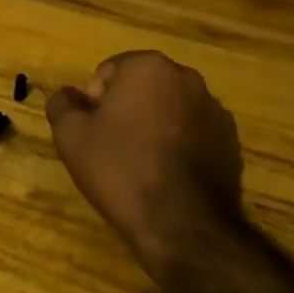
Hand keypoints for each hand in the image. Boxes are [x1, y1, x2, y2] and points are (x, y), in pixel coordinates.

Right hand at [47, 51, 247, 284]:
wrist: (182, 225)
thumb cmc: (121, 169)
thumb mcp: (71, 135)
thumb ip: (62, 104)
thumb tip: (69, 95)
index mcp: (149, 67)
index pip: (108, 72)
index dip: (93, 103)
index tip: (92, 133)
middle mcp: (187, 78)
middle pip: (141, 87)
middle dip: (125, 110)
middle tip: (111, 147)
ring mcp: (215, 110)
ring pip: (169, 109)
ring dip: (153, 126)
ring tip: (140, 164)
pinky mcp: (231, 142)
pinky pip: (193, 133)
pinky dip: (178, 145)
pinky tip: (167, 176)